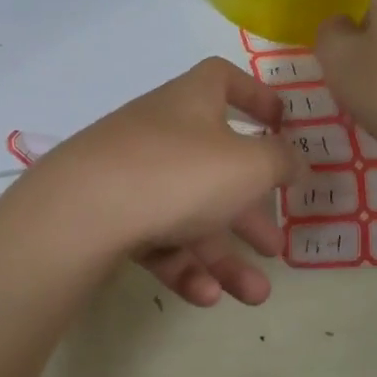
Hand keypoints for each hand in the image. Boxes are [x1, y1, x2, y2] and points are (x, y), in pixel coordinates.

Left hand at [14, 58, 305, 305]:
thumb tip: (295, 160)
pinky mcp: (108, 216)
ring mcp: (130, 175)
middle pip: (213, 167)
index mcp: (191, 103)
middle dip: (249, 212)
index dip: (255, 96)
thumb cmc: (177, 173)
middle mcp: (160, 133)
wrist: (82, 211)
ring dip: (225, 256)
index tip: (280, 124)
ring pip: (188, 214)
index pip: (222, 80)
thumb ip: (280, 161)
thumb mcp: (248, 166)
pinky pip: (156, 238)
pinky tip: (206, 296)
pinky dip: (184, 266)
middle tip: (276, 246)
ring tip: (255, 294)